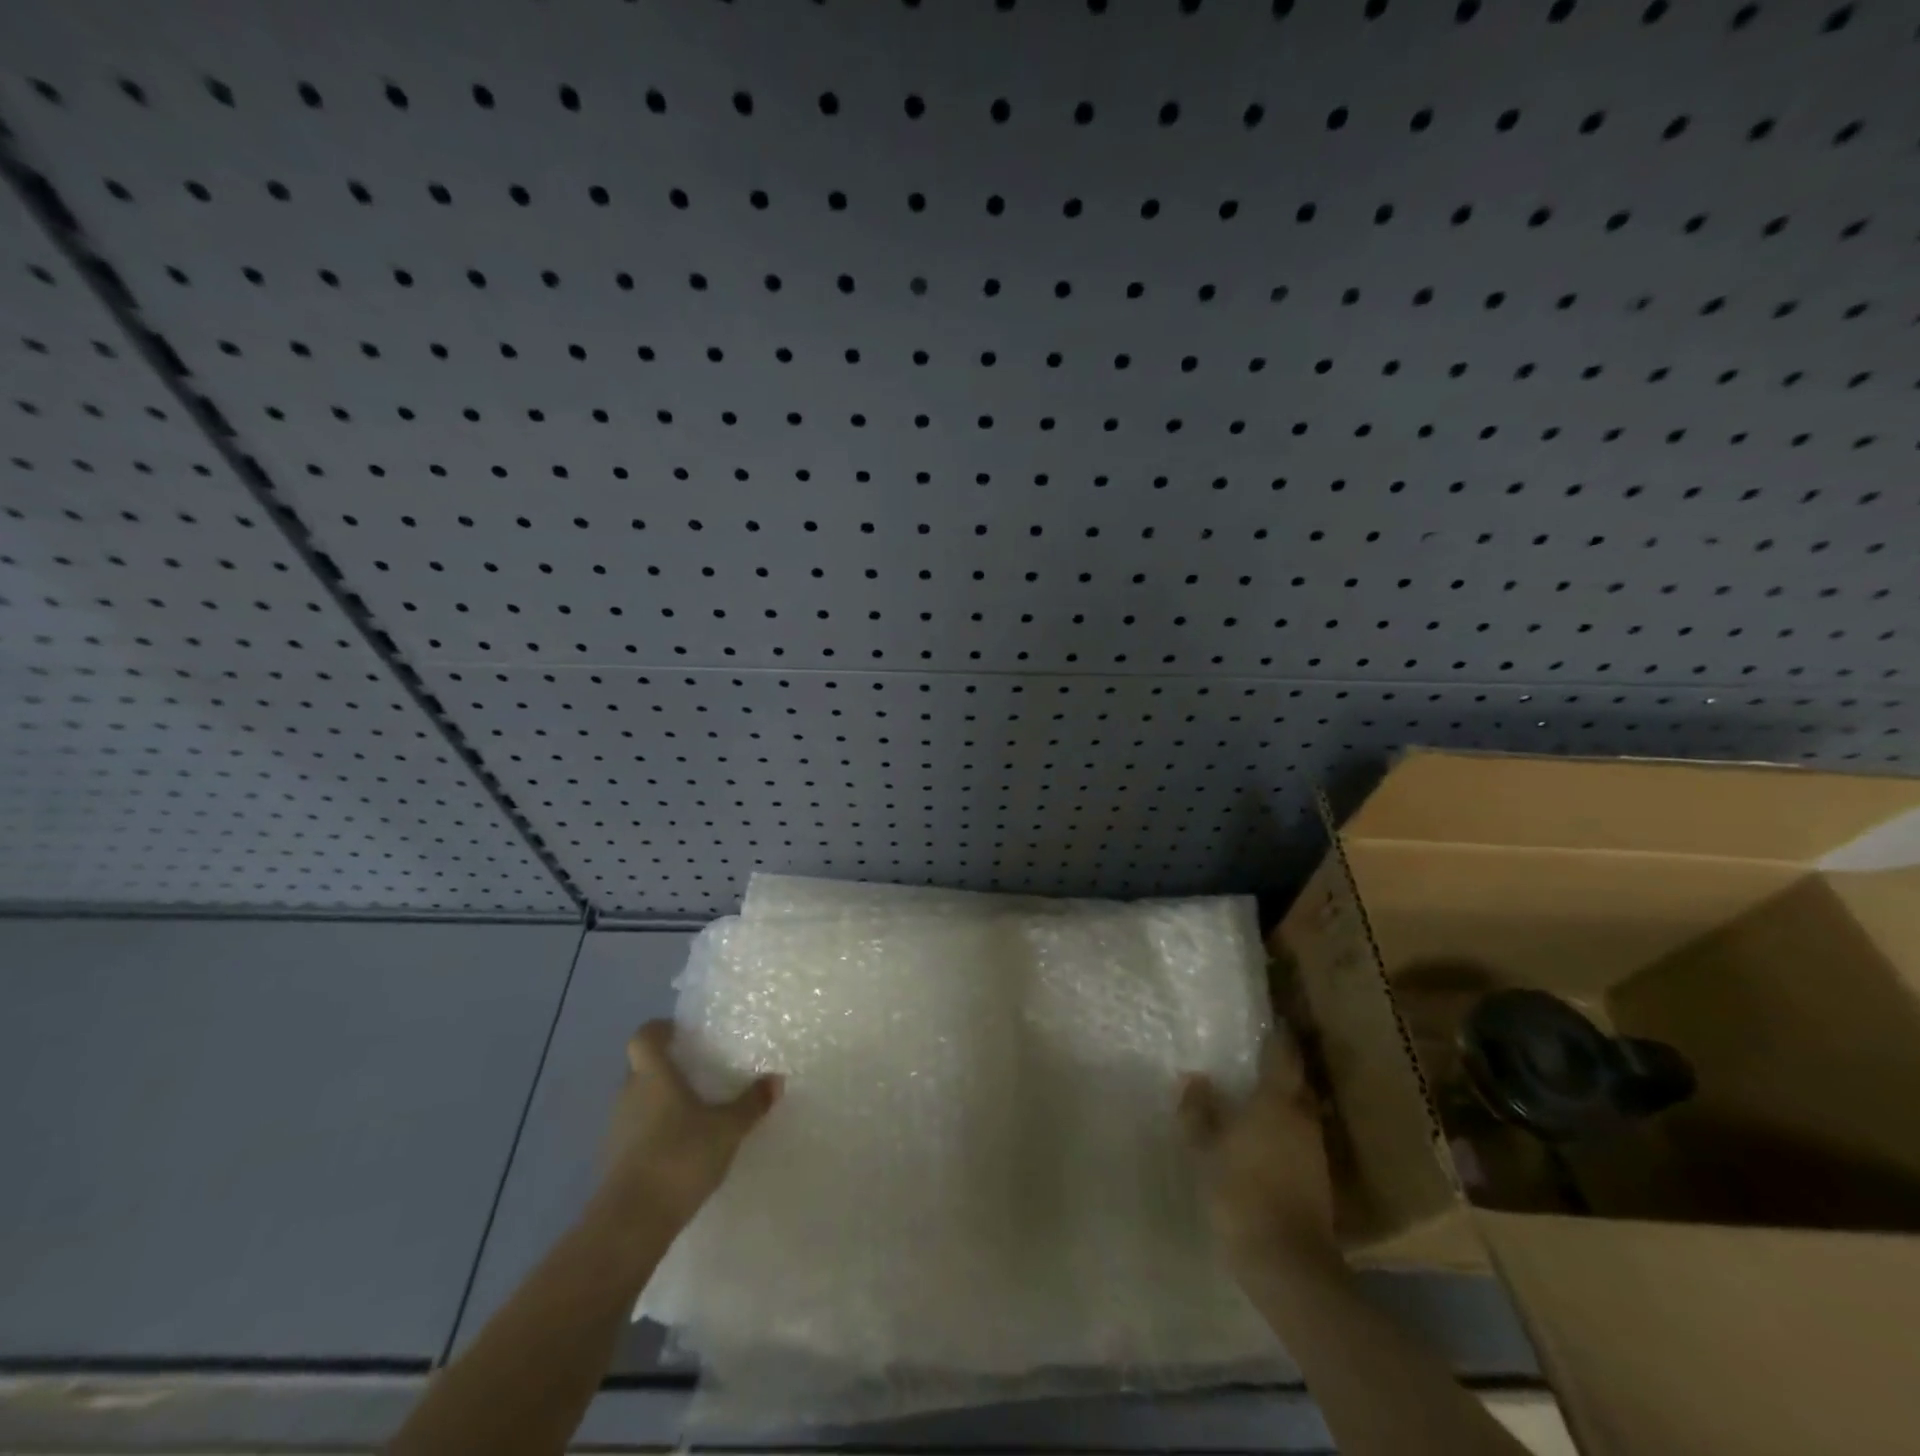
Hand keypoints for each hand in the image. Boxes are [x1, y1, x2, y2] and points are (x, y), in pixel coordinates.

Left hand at [597, 1020, 780, 1229]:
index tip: (683, 1033)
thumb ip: (750, 1103)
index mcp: (652, 1076)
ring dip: (660, 1101)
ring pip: (638, 1100)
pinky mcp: (615, 1161)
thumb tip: (776, 1079)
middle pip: (641, 1068)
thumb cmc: (680, 1157)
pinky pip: (636, 1131)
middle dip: (666, 1067)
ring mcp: (617, 1129)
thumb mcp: (727, 1128)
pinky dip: (655, 1131)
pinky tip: (681, 1147)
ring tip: (694, 1110)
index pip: (644, 1036)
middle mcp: (629, 1094)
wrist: (631, 1224)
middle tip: (699, 1071)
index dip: (660, 1029)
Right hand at [1179, 1031, 1338, 1275]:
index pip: (1283, 1055)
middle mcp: (1303, 1118)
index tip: (1270, 1019)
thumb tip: (1193, 1078)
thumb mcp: (1206, 1148)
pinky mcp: (1319, 1180)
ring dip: (1286, 1100)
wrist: (1288, 1263)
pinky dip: (1288, 1130)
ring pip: (1302, 1111)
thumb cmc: (1242, 1191)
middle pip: (1298, 1083)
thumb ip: (1199, 1111)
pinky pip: (1302, 1138)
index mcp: (1277, 1101)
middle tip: (1259, 1057)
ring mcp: (1316, 1150)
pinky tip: (1268, 1136)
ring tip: (1259, 1094)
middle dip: (1283, 1068)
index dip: (1277, 1036)